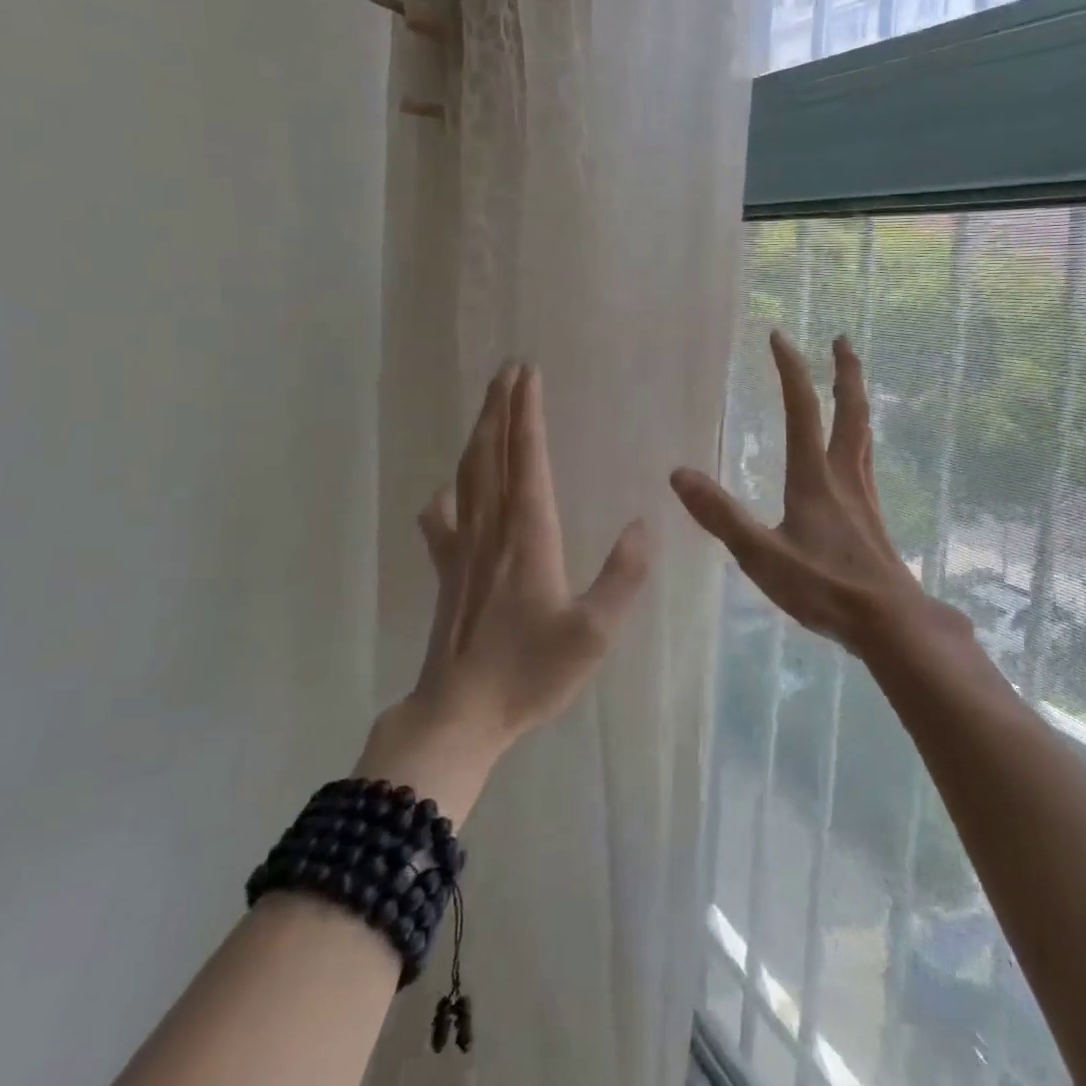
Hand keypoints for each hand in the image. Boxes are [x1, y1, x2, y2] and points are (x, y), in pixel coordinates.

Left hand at [359, 363, 651, 813]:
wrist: (457, 716)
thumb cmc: (529, 673)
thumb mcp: (594, 633)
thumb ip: (623, 577)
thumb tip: (642, 526)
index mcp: (529, 536)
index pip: (527, 459)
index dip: (527, 414)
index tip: (528, 374)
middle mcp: (492, 530)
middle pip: (491, 455)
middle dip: (499, 408)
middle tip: (508, 370)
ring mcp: (463, 550)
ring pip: (467, 477)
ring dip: (478, 435)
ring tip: (488, 408)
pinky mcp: (446, 571)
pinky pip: (443, 519)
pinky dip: (448, 494)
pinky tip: (451, 490)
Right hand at [671, 332, 941, 658]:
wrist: (889, 621)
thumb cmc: (824, 587)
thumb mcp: (761, 555)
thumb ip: (720, 515)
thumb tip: (678, 474)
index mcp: (814, 476)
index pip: (802, 408)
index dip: (790, 369)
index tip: (779, 336)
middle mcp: (844, 475)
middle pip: (850, 410)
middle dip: (845, 370)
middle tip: (842, 339)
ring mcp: (864, 495)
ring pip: (863, 433)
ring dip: (856, 399)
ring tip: (851, 384)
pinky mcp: (873, 517)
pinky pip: (866, 460)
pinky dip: (859, 437)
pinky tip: (853, 456)